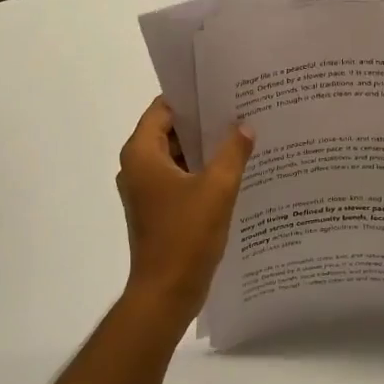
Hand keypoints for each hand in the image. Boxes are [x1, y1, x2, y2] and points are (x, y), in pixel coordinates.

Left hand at [116, 98, 255, 331]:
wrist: (166, 294)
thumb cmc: (185, 236)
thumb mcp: (217, 188)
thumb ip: (232, 152)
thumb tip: (245, 126)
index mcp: (142, 154)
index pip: (164, 109)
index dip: (191, 97)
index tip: (222, 89)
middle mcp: (138, 167)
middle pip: (171, 131)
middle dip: (203, 122)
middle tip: (239, 109)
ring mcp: (147, 190)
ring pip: (178, 156)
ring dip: (205, 149)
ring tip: (242, 136)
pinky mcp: (158, 209)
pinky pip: (181, 178)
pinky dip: (202, 172)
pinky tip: (234, 170)